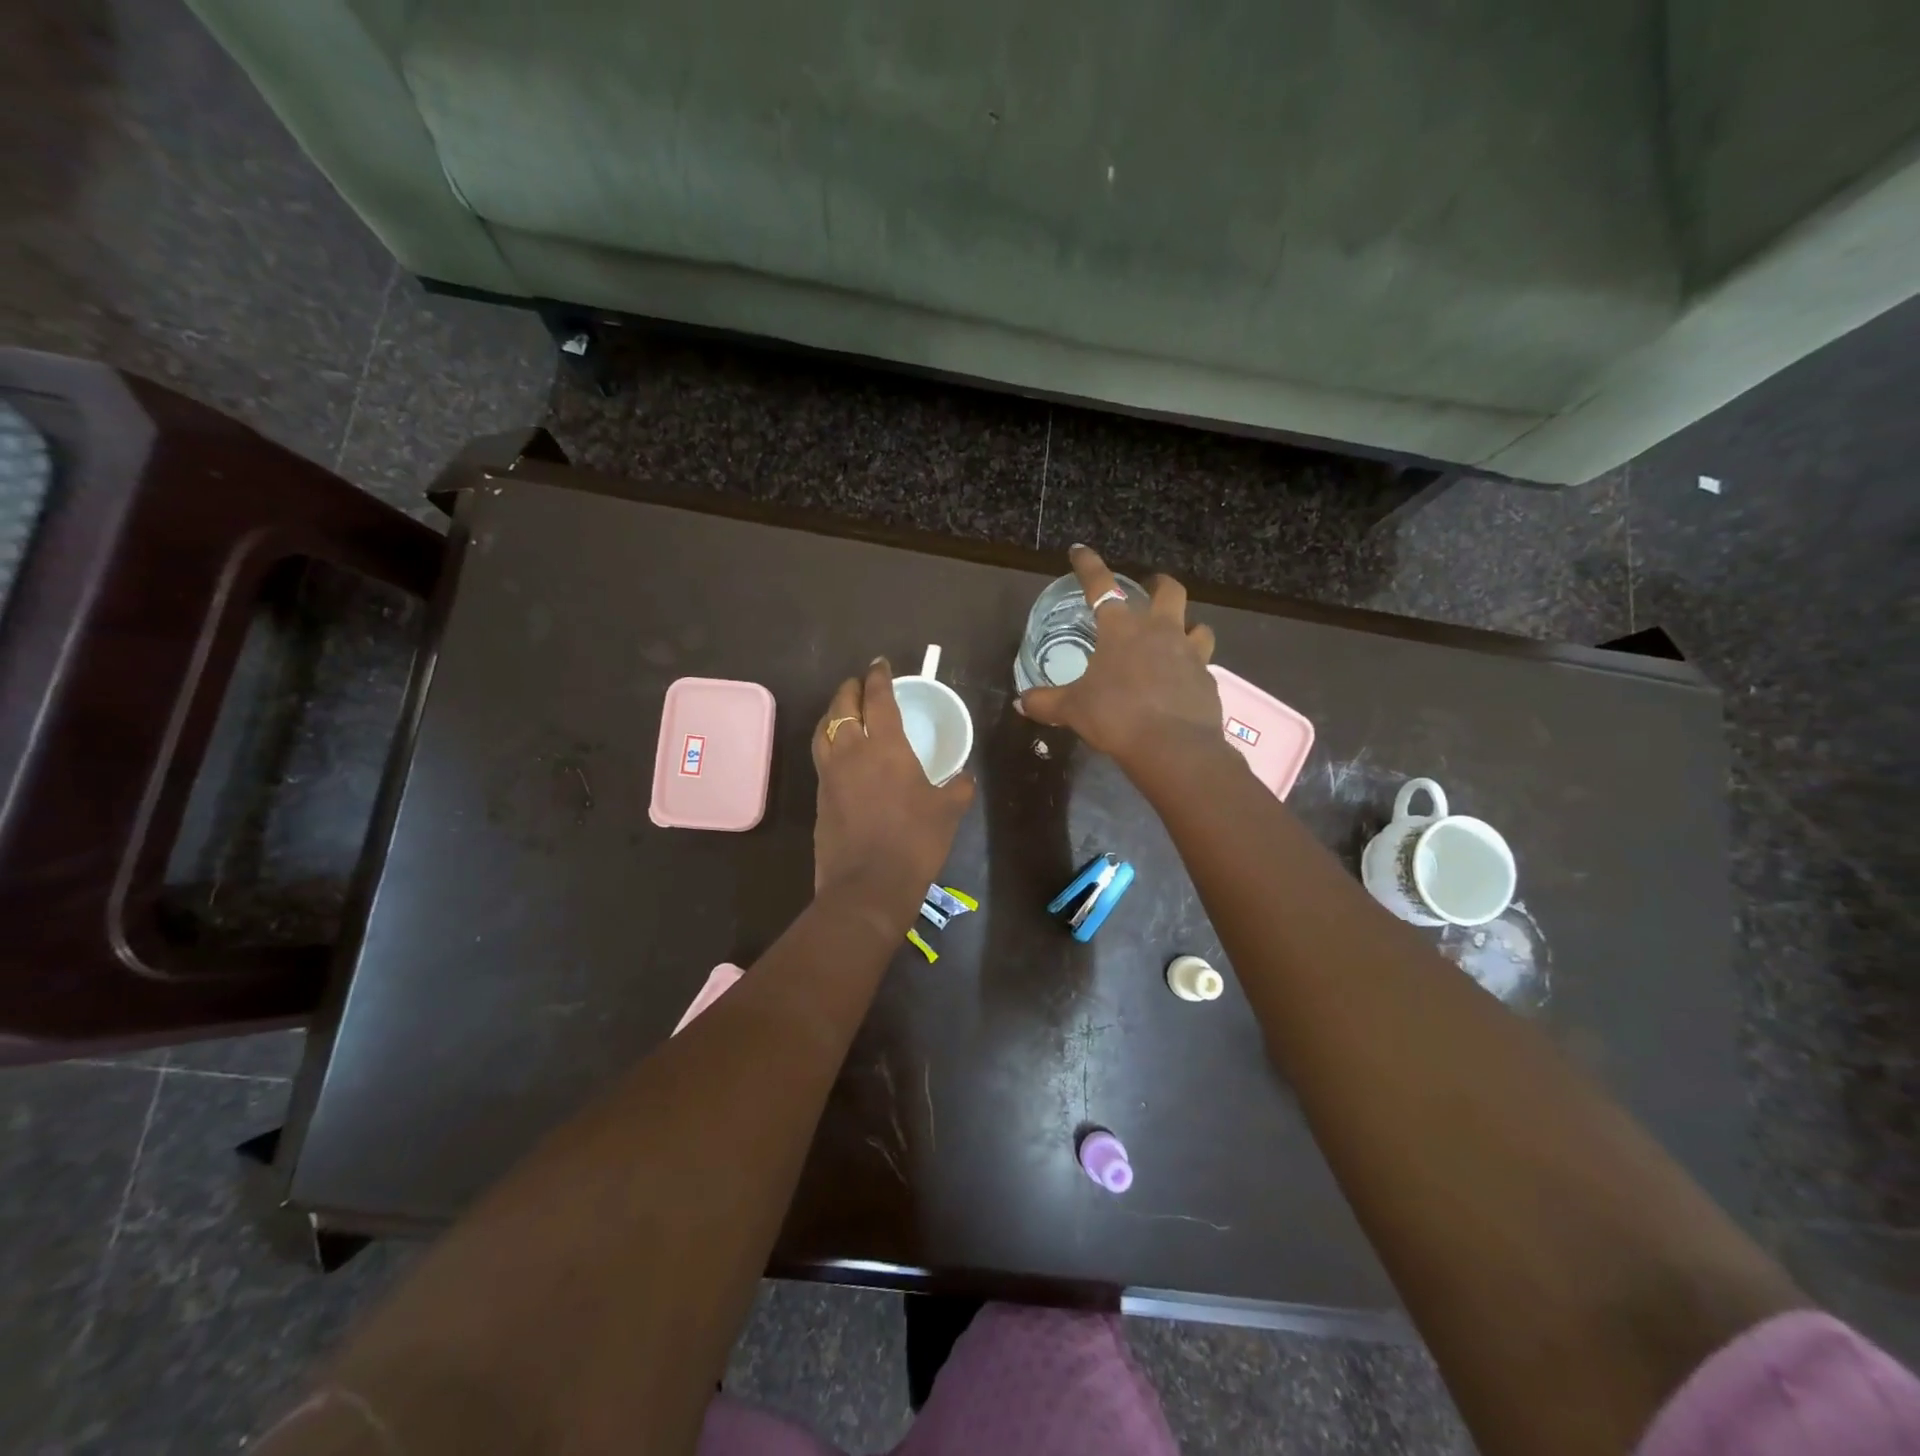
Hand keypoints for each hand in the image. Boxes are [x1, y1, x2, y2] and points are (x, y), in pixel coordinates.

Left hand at [811, 658, 974, 918]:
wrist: (867, 886)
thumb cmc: (914, 841)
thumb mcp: (948, 811)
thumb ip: (959, 787)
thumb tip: (965, 776)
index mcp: (885, 746)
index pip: (878, 698)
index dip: (879, 677)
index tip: (880, 664)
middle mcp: (851, 751)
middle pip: (842, 706)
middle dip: (851, 688)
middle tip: (861, 683)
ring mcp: (830, 774)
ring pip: (824, 729)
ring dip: (833, 712)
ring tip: (844, 710)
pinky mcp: (819, 797)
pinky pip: (822, 756)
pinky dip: (829, 741)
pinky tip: (840, 752)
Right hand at [1018, 545, 1222, 768]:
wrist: (1173, 747)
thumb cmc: (1116, 716)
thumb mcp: (1072, 710)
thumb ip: (1046, 702)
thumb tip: (1020, 703)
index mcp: (1122, 629)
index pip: (1101, 585)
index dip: (1088, 565)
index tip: (1079, 550)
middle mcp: (1160, 631)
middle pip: (1169, 591)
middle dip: (1159, 584)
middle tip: (1151, 589)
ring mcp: (1190, 653)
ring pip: (1198, 625)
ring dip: (1187, 625)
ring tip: (1177, 636)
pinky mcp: (1207, 679)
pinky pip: (1203, 663)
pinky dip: (1192, 666)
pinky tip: (1182, 681)